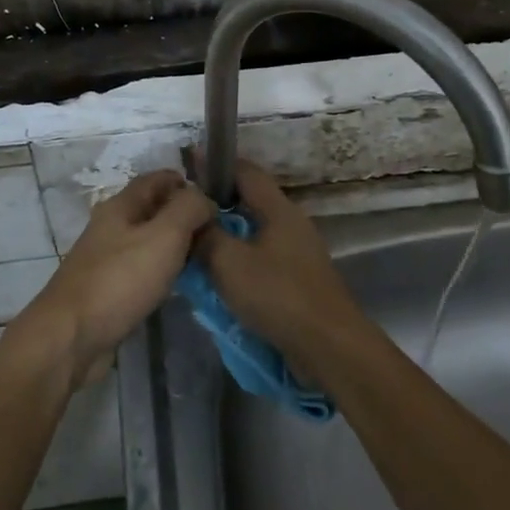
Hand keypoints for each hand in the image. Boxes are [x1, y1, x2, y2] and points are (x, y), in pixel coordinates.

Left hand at [24, 170, 215, 385]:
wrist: (71, 338)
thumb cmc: (120, 280)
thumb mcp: (164, 235)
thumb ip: (189, 209)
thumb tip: (204, 200)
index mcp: (120, 207)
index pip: (157, 180)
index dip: (186, 183)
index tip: (217, 200)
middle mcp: (111, 228)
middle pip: (153, 210)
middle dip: (184, 215)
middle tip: (218, 233)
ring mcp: (107, 260)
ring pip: (148, 241)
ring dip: (175, 245)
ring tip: (206, 257)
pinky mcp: (108, 290)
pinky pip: (142, 269)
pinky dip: (162, 271)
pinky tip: (179, 284)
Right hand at [195, 160, 374, 372]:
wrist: (327, 345)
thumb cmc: (277, 295)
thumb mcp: (229, 262)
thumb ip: (206, 236)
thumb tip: (191, 218)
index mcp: (278, 210)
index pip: (245, 172)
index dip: (216, 165)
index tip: (187, 165)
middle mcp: (291, 225)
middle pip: (249, 203)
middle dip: (216, 205)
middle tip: (182, 213)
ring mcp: (297, 254)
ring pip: (253, 234)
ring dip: (225, 237)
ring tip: (193, 246)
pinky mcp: (297, 280)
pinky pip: (261, 260)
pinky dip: (238, 262)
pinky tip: (218, 277)